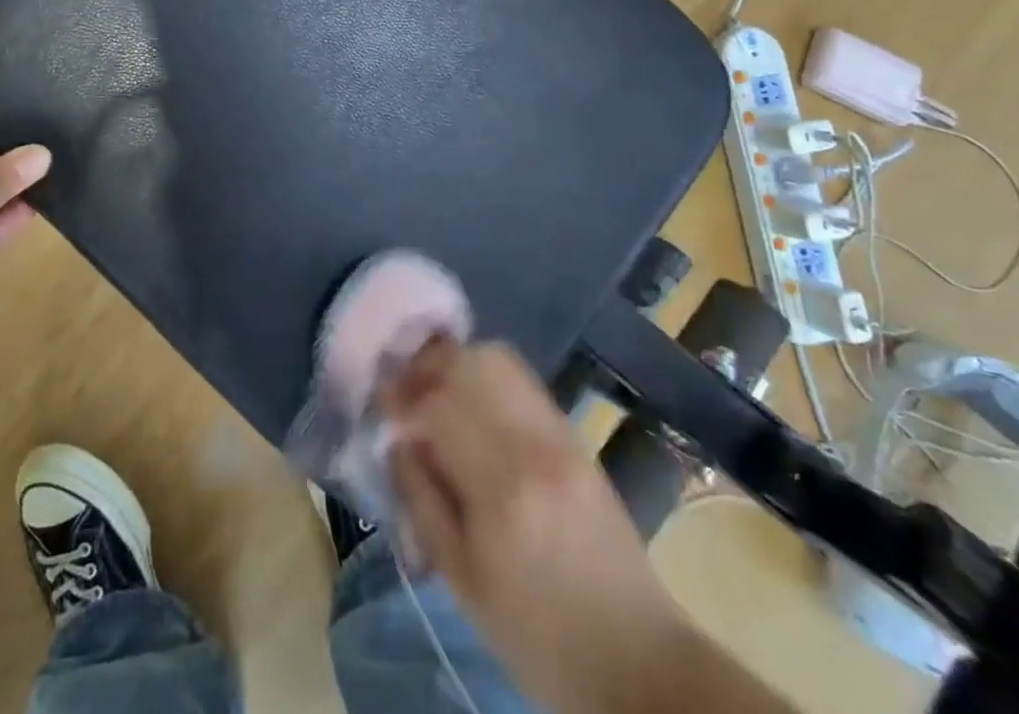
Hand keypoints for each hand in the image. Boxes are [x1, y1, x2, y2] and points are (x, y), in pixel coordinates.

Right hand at [383, 341, 690, 713]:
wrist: (637, 659)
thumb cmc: (539, 636)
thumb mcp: (462, 582)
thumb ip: (422, 501)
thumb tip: (398, 441)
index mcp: (501, 489)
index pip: (438, 404)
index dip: (402, 395)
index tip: (382, 402)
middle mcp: (534, 445)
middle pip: (469, 364)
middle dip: (427, 367)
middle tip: (405, 390)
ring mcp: (560, 434)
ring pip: (498, 360)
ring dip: (457, 364)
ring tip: (435, 390)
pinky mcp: (576, 436)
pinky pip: (522, 381)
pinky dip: (486, 377)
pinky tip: (471, 403)